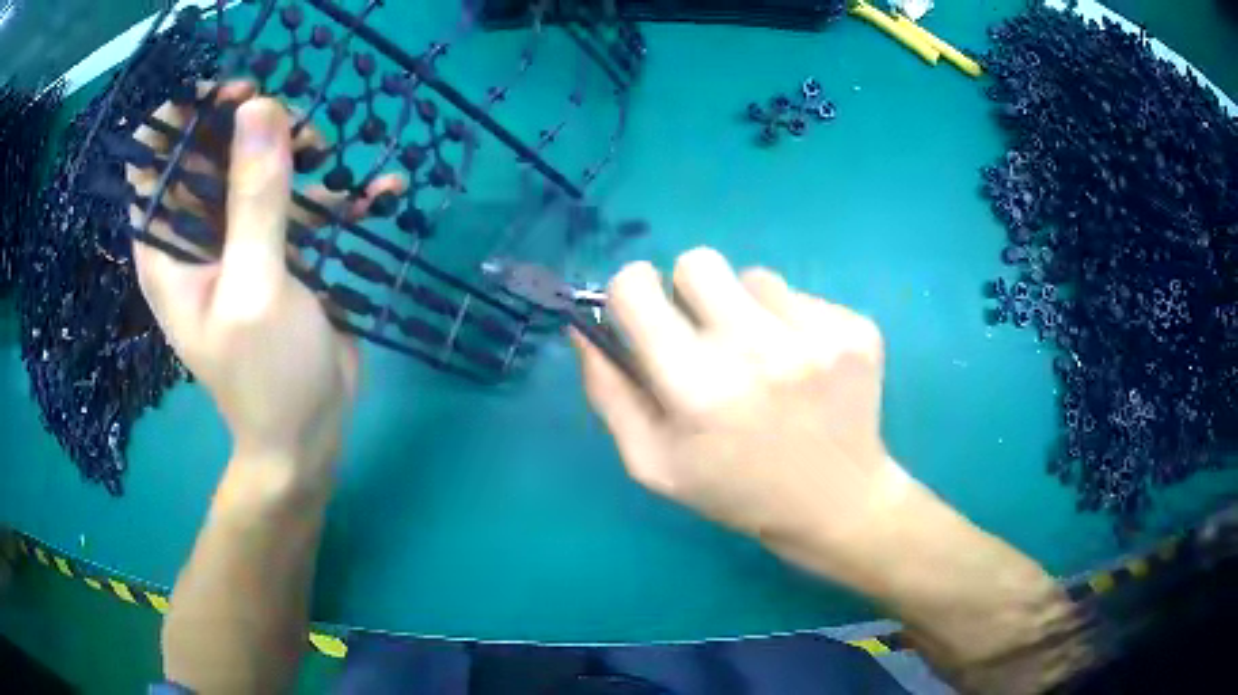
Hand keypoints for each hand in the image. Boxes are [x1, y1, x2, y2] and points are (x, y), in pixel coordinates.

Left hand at [127, 85, 402, 486]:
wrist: (308, 435)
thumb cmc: (266, 377)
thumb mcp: (256, 288)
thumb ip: (254, 199)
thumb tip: (259, 106)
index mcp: (167, 246)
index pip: (154, 157)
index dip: (184, 114)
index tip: (233, 94)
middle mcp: (195, 233)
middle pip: (209, 148)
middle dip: (249, 123)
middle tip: (294, 120)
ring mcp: (238, 237)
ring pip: (256, 164)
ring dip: (294, 147)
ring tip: (330, 154)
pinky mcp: (278, 247)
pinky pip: (300, 199)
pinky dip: (336, 189)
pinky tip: (380, 191)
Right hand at [573, 247, 914, 579]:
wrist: (834, 504)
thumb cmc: (734, 490)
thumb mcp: (652, 462)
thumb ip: (609, 392)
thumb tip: (584, 325)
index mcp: (697, 387)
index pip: (636, 287)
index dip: (631, 293)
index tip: (644, 310)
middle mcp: (758, 351)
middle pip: (698, 261)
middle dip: (690, 290)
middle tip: (707, 333)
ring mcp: (816, 337)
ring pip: (755, 276)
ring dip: (748, 310)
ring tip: (765, 361)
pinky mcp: (855, 331)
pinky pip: (803, 297)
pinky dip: (793, 323)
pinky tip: (805, 369)